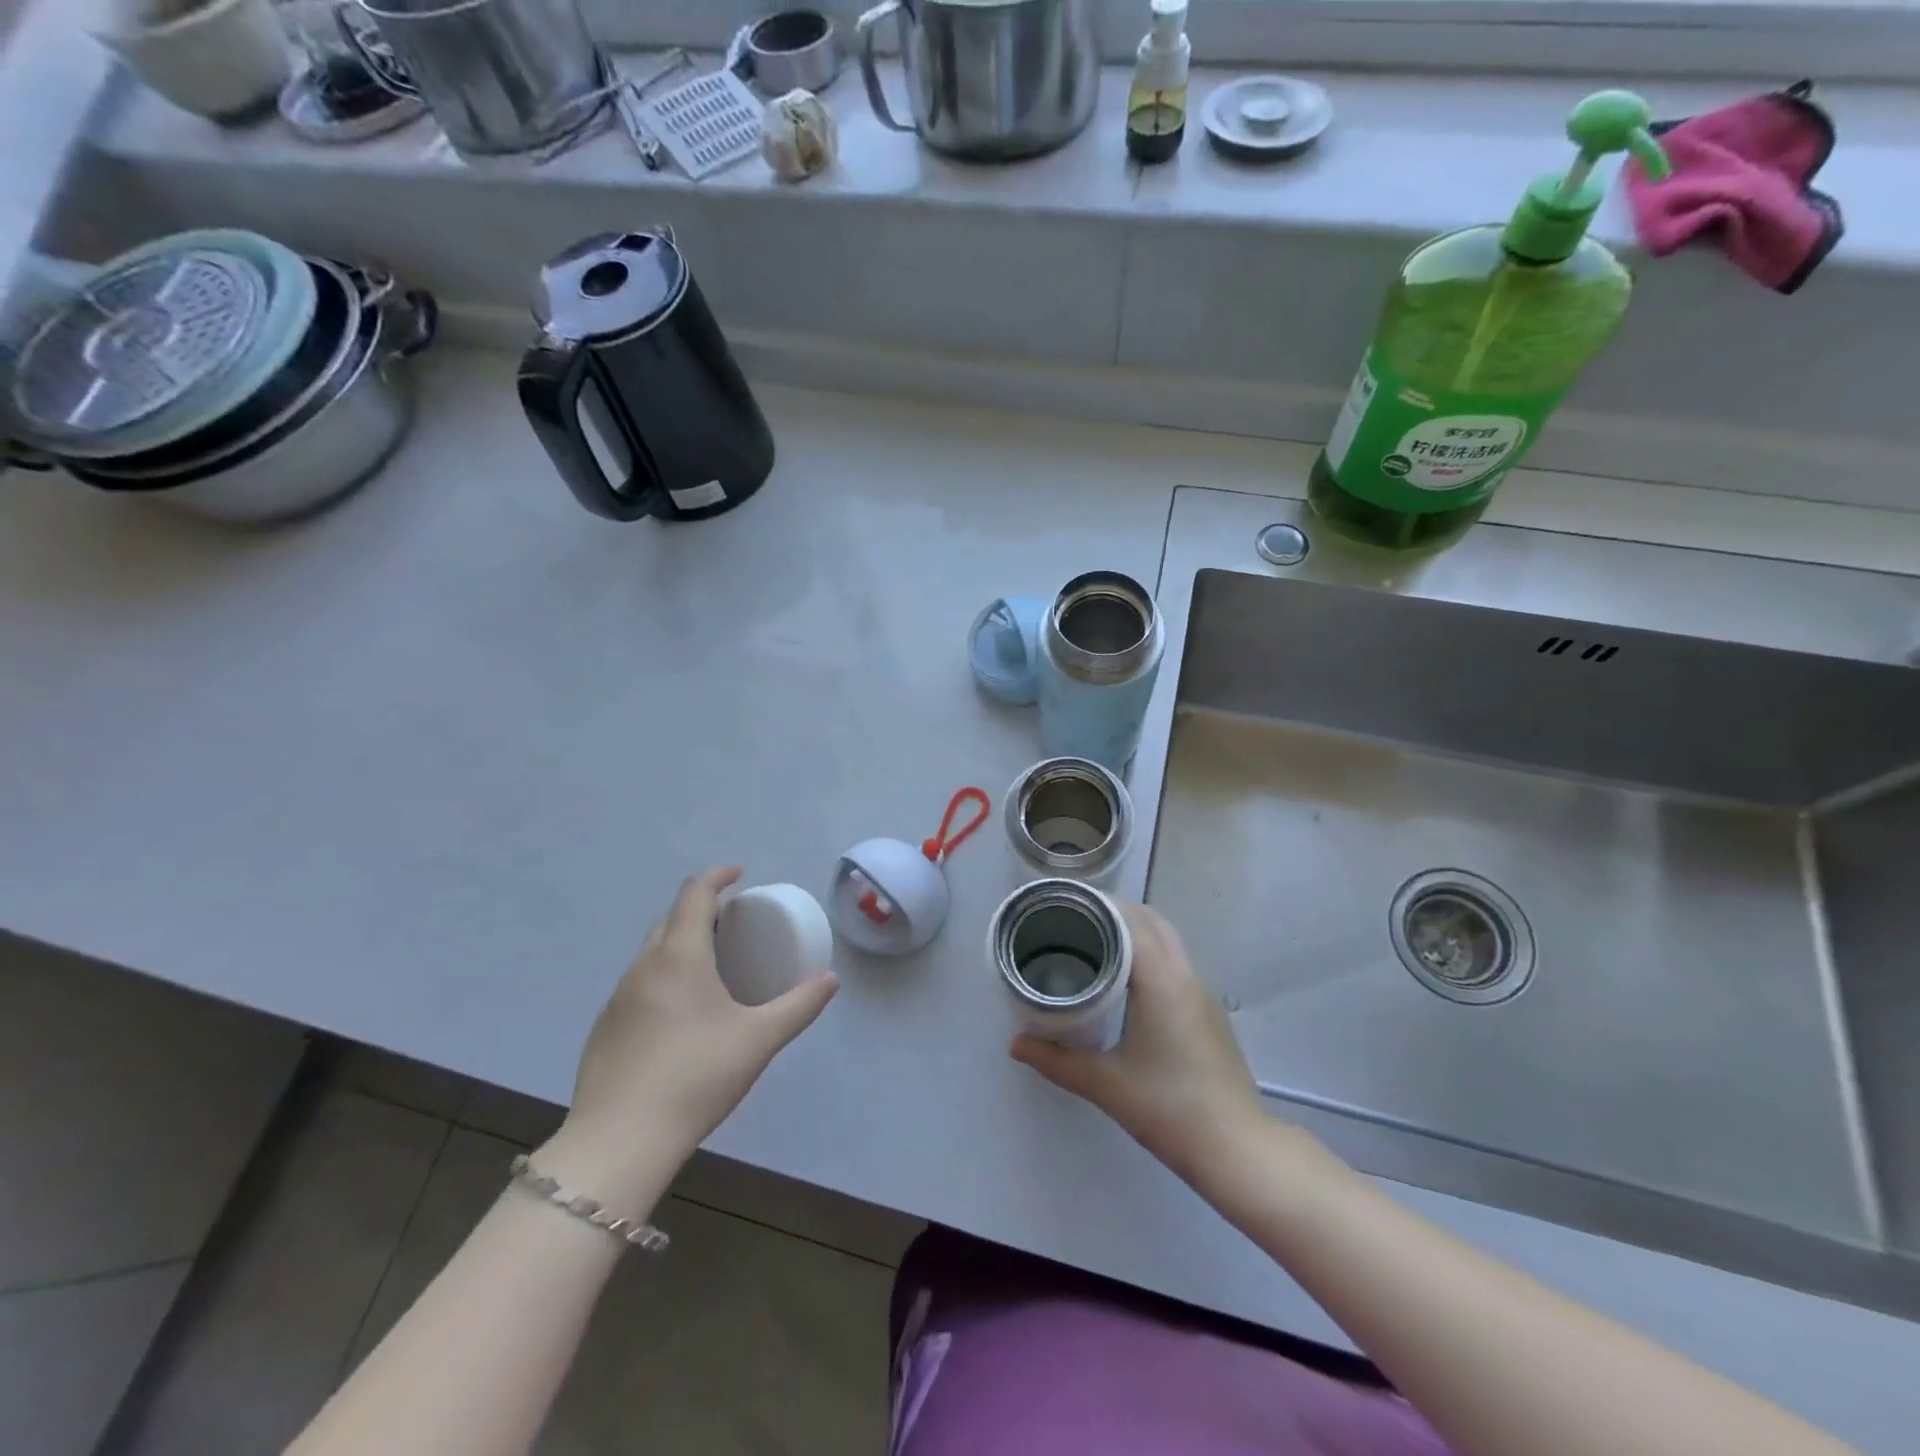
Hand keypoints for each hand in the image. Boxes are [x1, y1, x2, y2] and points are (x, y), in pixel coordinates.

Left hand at [541, 867, 837, 1206]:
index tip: (740, 874)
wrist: (619, 1142)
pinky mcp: (605, 1028)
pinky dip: (664, 974)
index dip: (717, 876)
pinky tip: (681, 1012)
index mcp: (679, 956)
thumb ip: (799, 1005)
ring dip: (681, 941)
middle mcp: (643, 966)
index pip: (695, 894)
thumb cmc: (696, 1077)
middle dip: (701, 908)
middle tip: (733, 922)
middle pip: (671, 917)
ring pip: (652, 951)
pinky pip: (639, 982)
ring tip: (711, 963)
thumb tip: (830, 980)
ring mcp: (618, 998)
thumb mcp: (759, 1039)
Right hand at [1012, 901, 1267, 1185]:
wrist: (1238, 1149)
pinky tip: (1127, 980)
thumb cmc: (1169, 1109)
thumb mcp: (1105, 1085)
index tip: (1066, 904)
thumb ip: (1057, 1061)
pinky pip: (1176, 963)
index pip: (1130, 921)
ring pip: (1169, 940)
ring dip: (1136, 931)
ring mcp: (1202, 994)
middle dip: (1116, 912)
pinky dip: (1151, 953)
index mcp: (1162, 982)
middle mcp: (1185, 977)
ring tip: (1095, 944)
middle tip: (1075, 921)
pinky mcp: (1209, 1013)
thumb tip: (1016, 1045)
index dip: (1098, 906)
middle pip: (1152, 921)